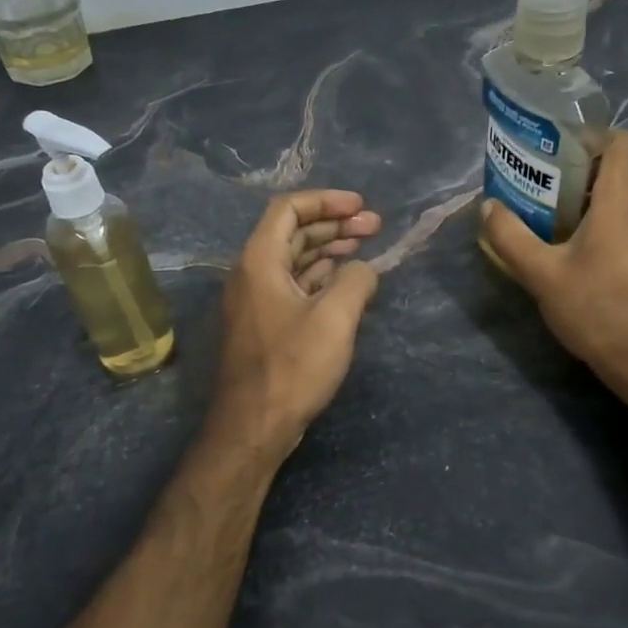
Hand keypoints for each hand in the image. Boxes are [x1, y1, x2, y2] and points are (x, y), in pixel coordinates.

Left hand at [205, 190, 382, 462]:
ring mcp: (256, 300)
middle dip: (334, 224)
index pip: (289, 209)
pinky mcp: (265, 324)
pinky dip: (321, 275)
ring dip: (329, 249)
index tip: (361, 207)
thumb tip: (363, 270)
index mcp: (259, 260)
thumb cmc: (292, 367)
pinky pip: (294, 284)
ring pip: (294, 259)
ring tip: (366, 246)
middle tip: (375, 226)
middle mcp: (252, 273)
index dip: (327, 201)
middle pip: (293, 232)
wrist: (253, 427)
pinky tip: (347, 281)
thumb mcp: (335, 318)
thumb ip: (356, 280)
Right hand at [480, 131, 627, 397]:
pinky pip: (626, 217)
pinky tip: (570, 244)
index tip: (556, 148)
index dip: (592, 136)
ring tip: (548, 210)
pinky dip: (600, 217)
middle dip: (579, 166)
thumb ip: (510, 236)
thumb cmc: (595, 308)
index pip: (622, 141)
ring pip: (622, 193)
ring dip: (587, 194)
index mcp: (621, 200)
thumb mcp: (541, 273)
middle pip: (617, 166)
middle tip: (540, 179)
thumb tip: (488, 206)